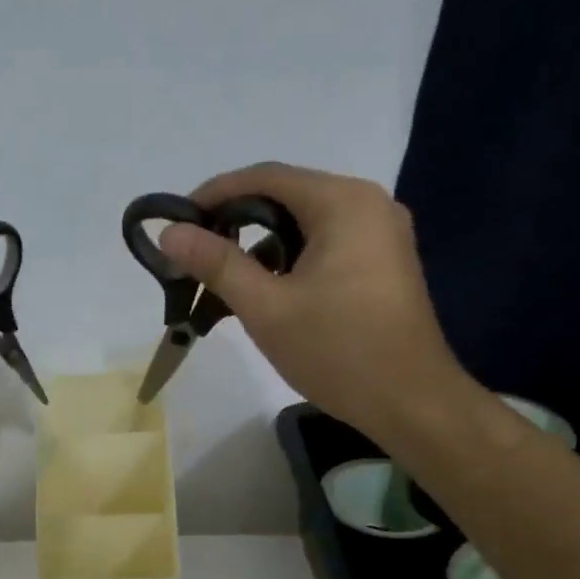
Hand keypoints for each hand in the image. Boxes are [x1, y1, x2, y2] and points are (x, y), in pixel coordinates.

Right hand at [161, 163, 470, 439]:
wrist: (410, 402)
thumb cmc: (337, 350)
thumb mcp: (266, 307)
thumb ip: (217, 264)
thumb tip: (169, 233)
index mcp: (343, 202)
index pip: (265, 177)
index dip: (214, 194)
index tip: (177, 223)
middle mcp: (367, 204)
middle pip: (286, 197)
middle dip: (236, 223)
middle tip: (195, 256)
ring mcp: (380, 234)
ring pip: (304, 225)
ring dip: (261, 247)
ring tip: (223, 281)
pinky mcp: (382, 263)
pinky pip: (324, 246)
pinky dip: (289, 261)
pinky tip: (265, 293)